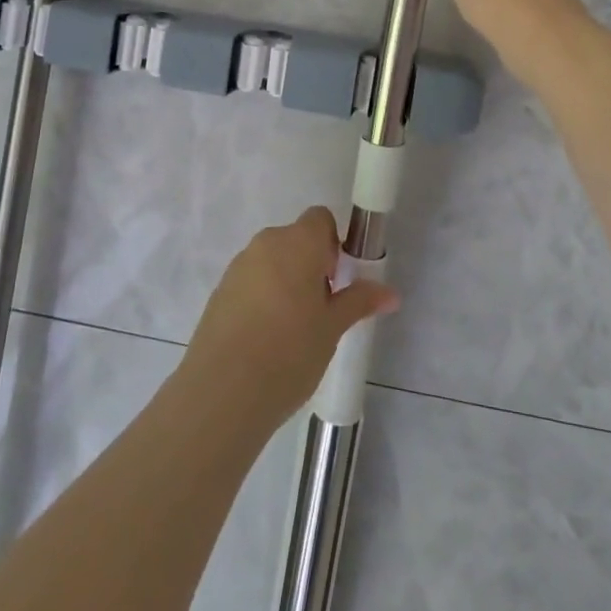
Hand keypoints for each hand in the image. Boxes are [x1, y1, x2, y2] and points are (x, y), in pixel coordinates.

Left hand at [181, 207, 398, 428]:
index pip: (320, 219)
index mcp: (297, 242)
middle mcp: (266, 243)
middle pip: (296, 240)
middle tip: (321, 310)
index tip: (337, 281)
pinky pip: (251, 282)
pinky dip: (263, 298)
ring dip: (286, 282)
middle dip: (311, 266)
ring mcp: (238, 266)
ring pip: (272, 262)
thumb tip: (390, 293)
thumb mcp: (332, 328)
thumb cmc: (289, 352)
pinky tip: (266, 340)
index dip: (333, 244)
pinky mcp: (220, 291)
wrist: (222, 391)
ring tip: (293, 331)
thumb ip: (359, 302)